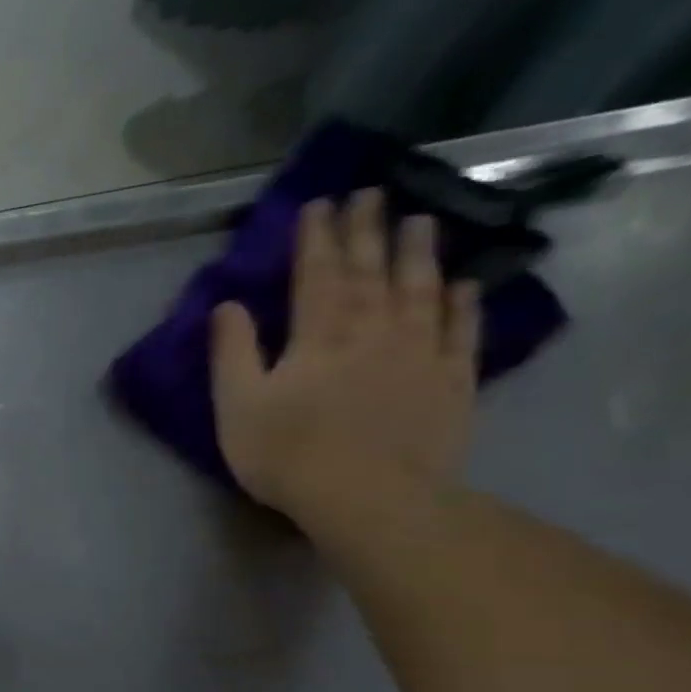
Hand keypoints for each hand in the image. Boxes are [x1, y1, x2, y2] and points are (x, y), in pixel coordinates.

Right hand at [210, 189, 481, 521]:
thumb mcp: (238, 406)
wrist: (370, 497)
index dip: (317, 237)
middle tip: (372, 194)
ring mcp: (419, 352)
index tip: (320, 204)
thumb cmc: (287, 453)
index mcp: (318, 335)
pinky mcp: (451, 380)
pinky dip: (462, 304)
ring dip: (419, 253)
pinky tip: (463, 285)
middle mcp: (374, 329)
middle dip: (368, 231)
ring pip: (421, 289)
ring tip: (421, 221)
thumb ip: (232, 353)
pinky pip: (460, 331)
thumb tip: (227, 306)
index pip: (317, 274)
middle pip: (371, 270)